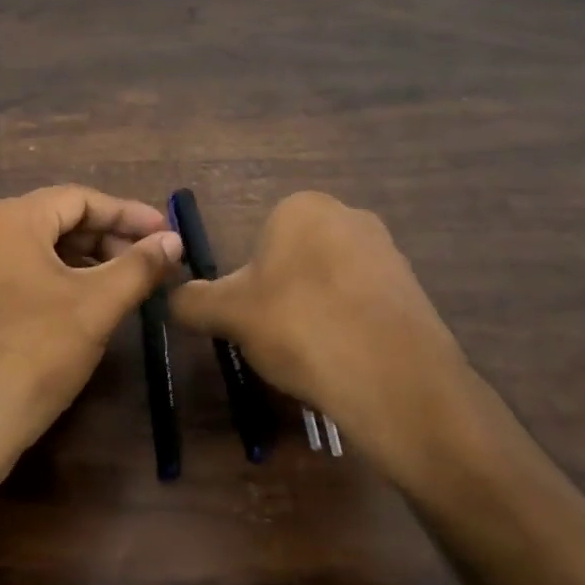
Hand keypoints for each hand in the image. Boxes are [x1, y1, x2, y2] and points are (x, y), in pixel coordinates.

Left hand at [0, 185, 182, 493]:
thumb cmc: (33, 355)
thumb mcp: (96, 306)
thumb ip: (139, 266)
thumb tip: (173, 239)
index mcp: (7, 220)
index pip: (78, 199)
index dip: (128, 214)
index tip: (165, 233)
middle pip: (55, 221)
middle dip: (106, 239)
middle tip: (148, 264)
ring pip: (35, 251)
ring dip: (83, 262)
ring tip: (121, 287)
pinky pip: (15, 276)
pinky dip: (54, 282)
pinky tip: (80, 309)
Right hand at [169, 192, 508, 489]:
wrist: (393, 377)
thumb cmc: (298, 326)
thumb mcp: (228, 314)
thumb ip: (192, 301)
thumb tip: (172, 297)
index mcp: (302, 207)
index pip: (259, 241)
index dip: (249, 284)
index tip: (252, 319)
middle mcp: (348, 215)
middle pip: (295, 260)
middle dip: (283, 296)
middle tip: (278, 339)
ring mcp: (387, 251)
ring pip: (329, 283)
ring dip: (316, 312)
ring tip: (313, 355)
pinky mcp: (413, 288)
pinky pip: (363, 304)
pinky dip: (349, 327)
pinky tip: (346, 360)